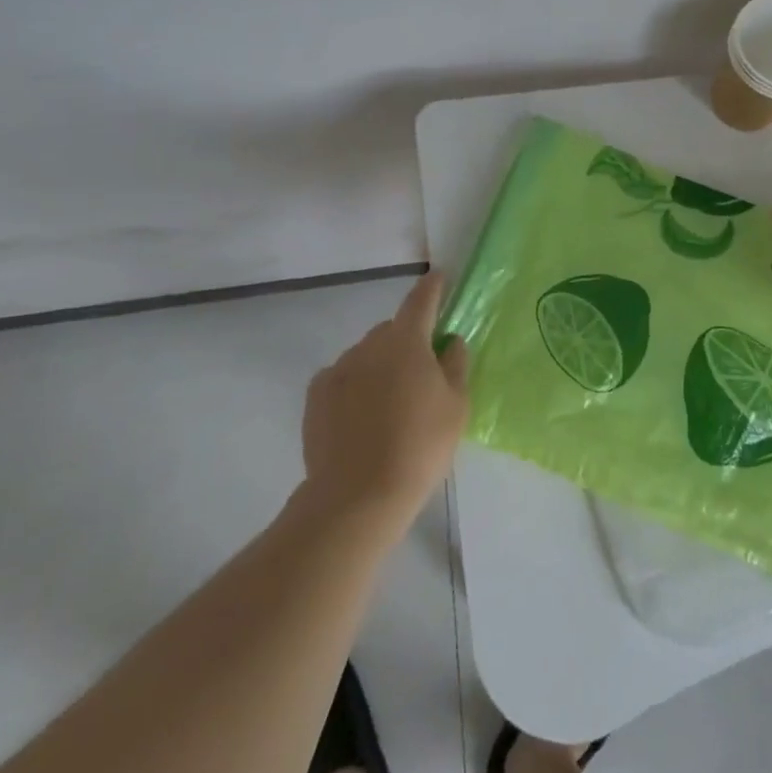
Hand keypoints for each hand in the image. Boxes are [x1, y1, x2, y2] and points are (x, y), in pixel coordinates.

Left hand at [301, 273, 469, 528]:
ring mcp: (338, 369)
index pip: (421, 301)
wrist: (357, 496)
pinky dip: (354, 385)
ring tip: (389, 403)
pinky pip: (342, 377)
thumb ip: (456, 366)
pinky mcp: (315, 396)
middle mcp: (369, 345)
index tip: (439, 276)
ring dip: (380, 365)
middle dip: (407, 340)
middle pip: (392, 330)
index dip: (432, 287)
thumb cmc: (419, 446)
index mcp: (407, 341)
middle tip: (421, 372)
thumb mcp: (456, 406)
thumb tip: (450, 342)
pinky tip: (361, 416)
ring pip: (366, 354)